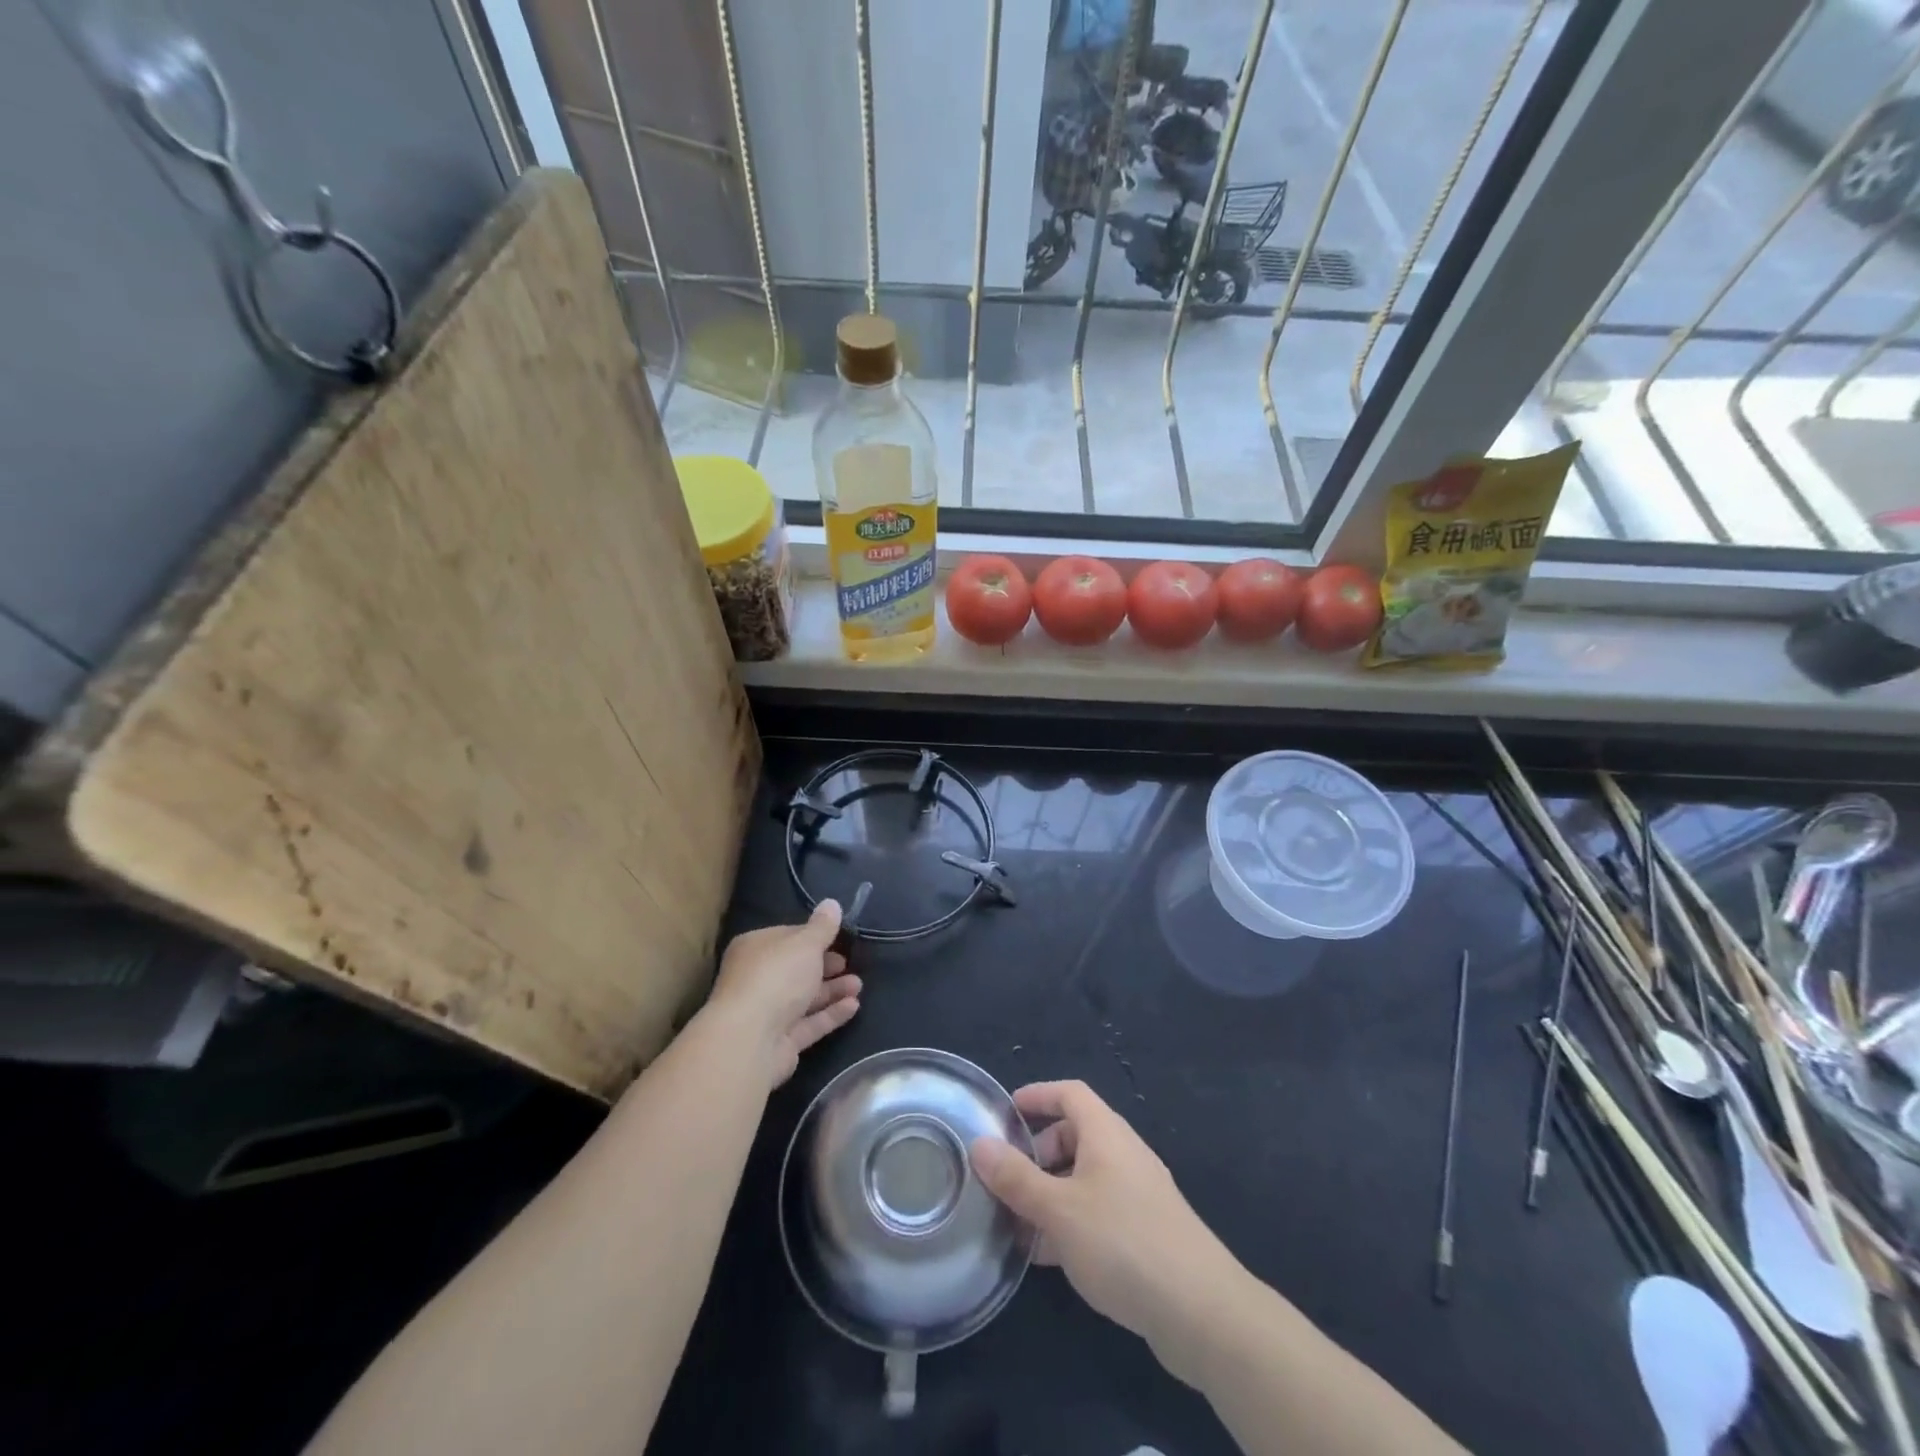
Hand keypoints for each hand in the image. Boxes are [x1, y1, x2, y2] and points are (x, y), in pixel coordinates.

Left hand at [704, 901, 860, 1088]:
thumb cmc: (776, 977)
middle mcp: (756, 979)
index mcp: (754, 949)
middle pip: (796, 970)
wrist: (751, 1040)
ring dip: (832, 990)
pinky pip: (809, 1023)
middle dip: (825, 966)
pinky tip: (854, 1006)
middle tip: (850, 963)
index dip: (813, 937)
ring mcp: (767, 1013)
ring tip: (859, 985)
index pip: (787, 937)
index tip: (838, 937)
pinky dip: (830, 1014)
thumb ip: (822, 927)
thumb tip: (832, 903)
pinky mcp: (780, 1042)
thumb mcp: (805, 944)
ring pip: (804, 998)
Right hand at [970, 1081, 1241, 1370]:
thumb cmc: (1123, 1242)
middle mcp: (1123, 1155)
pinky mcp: (1146, 1234)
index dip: (1037, 1096)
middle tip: (1006, 1180)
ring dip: (1050, 1194)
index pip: (1069, 1094)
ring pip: (1084, 1179)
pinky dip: (1069, 1223)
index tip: (1005, 1113)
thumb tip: (979, 1144)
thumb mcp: (1058, 1209)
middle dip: (1037, 1154)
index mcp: (1106, 1134)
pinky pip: (1098, 1213)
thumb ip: (1016, 1178)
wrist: (1202, 1312)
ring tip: (1016, 1224)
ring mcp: (1138, 1195)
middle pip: (1075, 1136)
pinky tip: (1047, 1258)